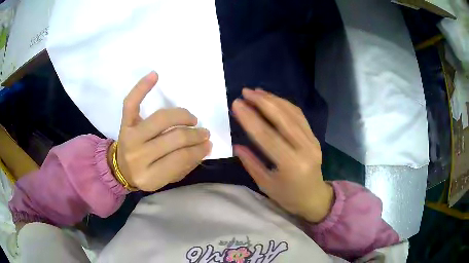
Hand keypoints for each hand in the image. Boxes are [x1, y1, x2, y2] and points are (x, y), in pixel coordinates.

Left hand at [114, 72, 211, 190]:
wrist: (121, 169)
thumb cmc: (146, 174)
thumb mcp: (166, 179)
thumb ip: (185, 165)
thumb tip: (204, 146)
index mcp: (149, 176)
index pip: (180, 159)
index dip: (198, 150)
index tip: (208, 144)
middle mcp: (137, 156)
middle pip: (173, 138)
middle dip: (194, 135)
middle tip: (204, 133)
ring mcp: (129, 137)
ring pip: (160, 118)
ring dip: (182, 116)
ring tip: (192, 119)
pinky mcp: (125, 123)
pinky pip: (131, 102)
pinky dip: (142, 87)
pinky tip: (155, 76)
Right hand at [232, 88, 333, 222]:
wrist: (314, 197)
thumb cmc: (288, 196)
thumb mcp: (265, 184)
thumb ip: (251, 163)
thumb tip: (236, 145)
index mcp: (291, 164)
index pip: (267, 135)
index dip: (250, 118)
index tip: (236, 104)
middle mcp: (305, 148)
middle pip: (282, 118)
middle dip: (262, 101)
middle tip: (245, 92)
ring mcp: (312, 140)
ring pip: (292, 113)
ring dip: (273, 99)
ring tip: (256, 92)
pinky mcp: (314, 137)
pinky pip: (299, 116)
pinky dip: (285, 104)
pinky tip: (273, 99)